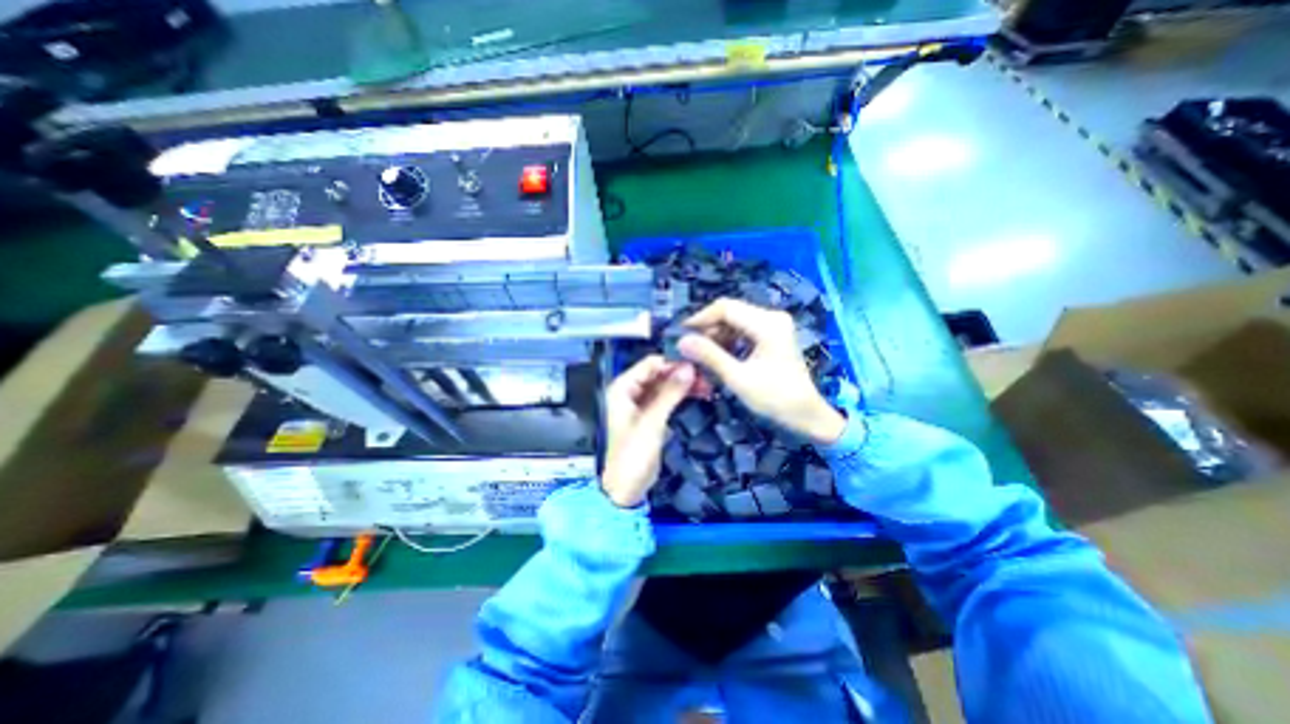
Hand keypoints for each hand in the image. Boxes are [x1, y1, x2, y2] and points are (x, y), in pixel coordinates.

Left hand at [603, 354, 695, 502]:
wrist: (627, 488)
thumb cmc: (633, 453)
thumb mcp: (652, 422)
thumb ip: (670, 393)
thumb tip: (690, 367)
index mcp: (623, 388)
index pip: (651, 364)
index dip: (673, 363)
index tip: (698, 365)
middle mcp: (630, 391)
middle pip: (659, 374)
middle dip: (681, 375)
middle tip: (707, 377)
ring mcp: (641, 404)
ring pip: (664, 386)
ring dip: (683, 385)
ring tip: (708, 386)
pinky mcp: (650, 416)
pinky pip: (666, 399)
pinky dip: (680, 397)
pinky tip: (698, 395)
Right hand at [676, 296, 848, 443]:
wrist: (806, 415)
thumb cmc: (775, 398)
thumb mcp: (738, 378)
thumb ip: (710, 356)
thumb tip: (681, 341)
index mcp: (767, 324)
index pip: (725, 307)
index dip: (700, 318)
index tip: (681, 334)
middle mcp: (772, 317)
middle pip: (730, 311)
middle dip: (707, 327)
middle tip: (688, 346)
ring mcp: (774, 325)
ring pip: (735, 320)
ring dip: (716, 334)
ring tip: (700, 353)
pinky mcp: (773, 334)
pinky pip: (743, 329)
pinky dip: (728, 339)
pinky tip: (718, 354)